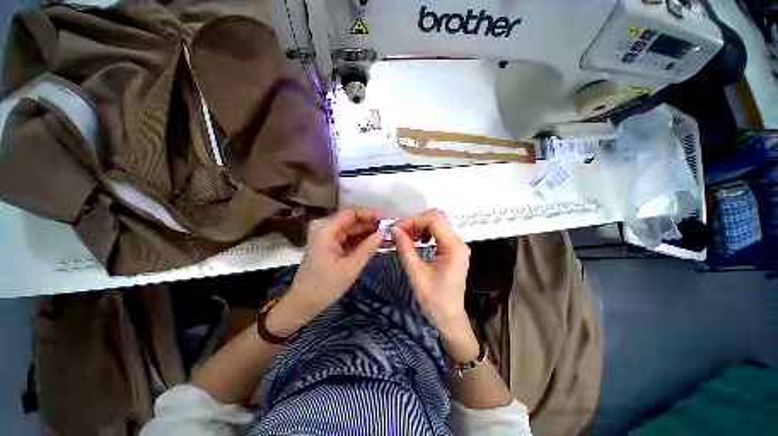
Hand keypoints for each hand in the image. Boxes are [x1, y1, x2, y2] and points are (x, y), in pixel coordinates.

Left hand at [266, 207, 384, 336]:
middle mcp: (329, 231)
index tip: (389, 218)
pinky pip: (353, 240)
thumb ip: (367, 248)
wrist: (304, 304)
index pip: (352, 213)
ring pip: (355, 230)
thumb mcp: (349, 268)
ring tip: (390, 236)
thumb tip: (383, 233)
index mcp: (328, 231)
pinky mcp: (335, 248)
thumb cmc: (325, 286)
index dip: (371, 213)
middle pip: (354, 221)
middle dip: (373, 223)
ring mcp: (332, 239)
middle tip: (393, 228)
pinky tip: (379, 243)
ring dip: (371, 233)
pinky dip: (365, 241)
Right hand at [392, 209, 478, 361]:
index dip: (414, 220)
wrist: (448, 317)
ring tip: (406, 238)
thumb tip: (395, 229)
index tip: (398, 229)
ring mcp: (456, 245)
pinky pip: (438, 233)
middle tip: (400, 233)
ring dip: (419, 227)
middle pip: (437, 219)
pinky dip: (424, 233)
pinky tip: (416, 242)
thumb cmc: (434, 299)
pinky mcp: (452, 249)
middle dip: (416, 222)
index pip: (435, 220)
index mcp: (454, 247)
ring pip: (437, 224)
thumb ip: (406, 249)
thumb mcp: (417, 274)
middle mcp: (458, 242)